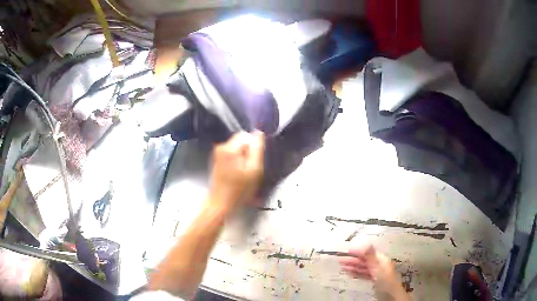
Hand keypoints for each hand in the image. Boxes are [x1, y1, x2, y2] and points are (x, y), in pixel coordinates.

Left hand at [208, 131, 264, 211]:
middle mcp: (221, 147)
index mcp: (229, 148)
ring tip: (244, 173)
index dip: (254, 147)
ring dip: (243, 157)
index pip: (247, 135)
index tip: (255, 161)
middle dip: (248, 152)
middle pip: (241, 140)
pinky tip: (238, 174)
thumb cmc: (239, 190)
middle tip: (250, 169)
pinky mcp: (217, 160)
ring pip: (237, 148)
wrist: (221, 204)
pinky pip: (232, 154)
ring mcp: (217, 153)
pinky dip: (237, 161)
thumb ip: (257, 149)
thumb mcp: (254, 170)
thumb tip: (259, 133)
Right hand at [340, 245, 409, 299]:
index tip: (346, 251)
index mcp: (381, 259)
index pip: (367, 253)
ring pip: (363, 267)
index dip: (357, 251)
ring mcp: (376, 272)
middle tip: (340, 259)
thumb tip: (367, 244)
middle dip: (352, 259)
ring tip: (342, 266)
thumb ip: (371, 257)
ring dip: (353, 266)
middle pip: (364, 260)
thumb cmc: (386, 281)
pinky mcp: (374, 280)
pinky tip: (350, 273)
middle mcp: (379, 264)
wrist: (391, 296)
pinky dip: (356, 273)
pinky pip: (364, 274)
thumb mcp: (378, 268)